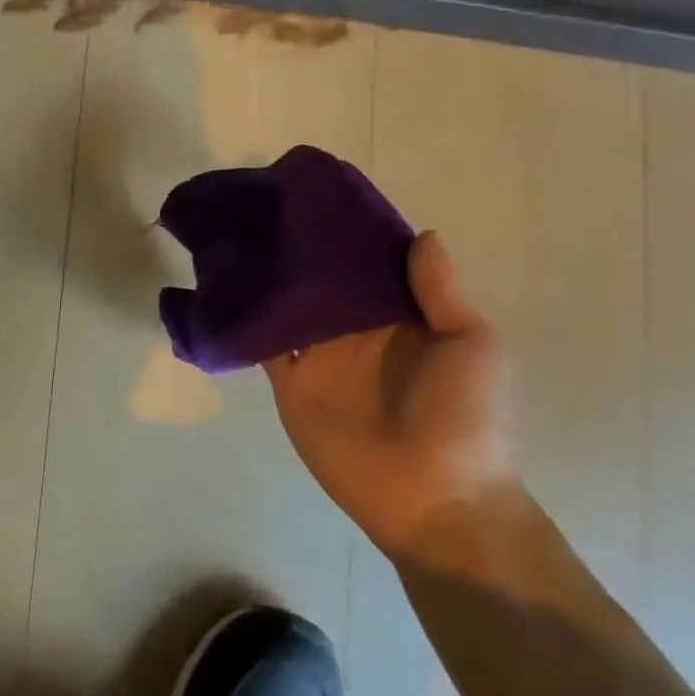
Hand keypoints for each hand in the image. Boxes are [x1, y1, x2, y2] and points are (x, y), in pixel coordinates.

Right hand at [263, 231, 513, 557]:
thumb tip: (419, 233)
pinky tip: (223, 290)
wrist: (434, 495)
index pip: (366, 266)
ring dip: (266, 280)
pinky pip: (263, 346)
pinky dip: (245, 322)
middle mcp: (353, 332)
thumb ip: (440, 291)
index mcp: (398, 318)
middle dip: (298, 250)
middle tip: (264, 207)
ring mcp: (318, 358)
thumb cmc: (463, 416)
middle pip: (320, 282)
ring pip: (286, 308)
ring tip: (237, 237)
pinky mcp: (290, 384)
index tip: (318, 199)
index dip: (347, 235)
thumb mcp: (470, 344)